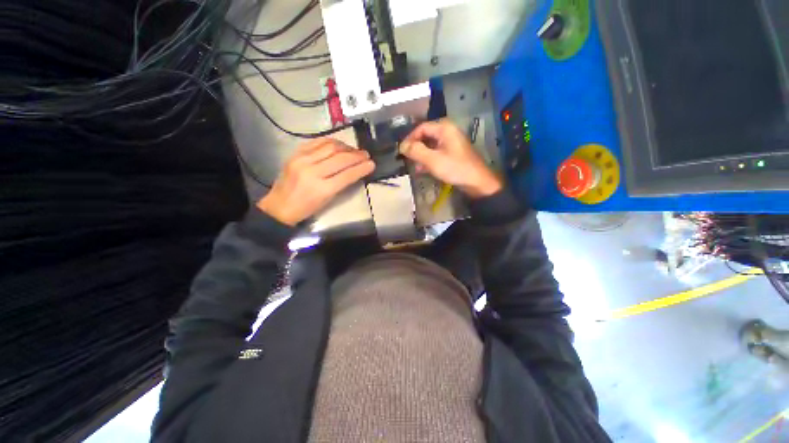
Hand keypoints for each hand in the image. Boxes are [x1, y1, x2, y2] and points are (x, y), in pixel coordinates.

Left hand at [257, 138, 374, 225]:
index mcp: (322, 189)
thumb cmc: (306, 208)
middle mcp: (312, 171)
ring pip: (330, 146)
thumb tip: (356, 170)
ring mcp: (302, 160)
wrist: (279, 206)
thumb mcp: (328, 200)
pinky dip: (331, 141)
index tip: (372, 163)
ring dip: (345, 147)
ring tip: (353, 150)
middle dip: (357, 155)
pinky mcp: (295, 153)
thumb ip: (342, 184)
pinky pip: (317, 142)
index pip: (347, 174)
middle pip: (340, 158)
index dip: (362, 168)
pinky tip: (338, 145)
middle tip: (365, 155)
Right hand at [400, 120, 501, 198]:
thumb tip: (402, 146)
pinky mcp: (452, 153)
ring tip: (413, 166)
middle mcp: (448, 132)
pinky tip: (422, 169)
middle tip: (406, 158)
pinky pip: (436, 152)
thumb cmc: (455, 168)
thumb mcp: (433, 160)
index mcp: (444, 128)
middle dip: (415, 147)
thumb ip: (416, 151)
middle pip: (426, 136)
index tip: (402, 151)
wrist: (477, 182)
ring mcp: (451, 143)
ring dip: (421, 155)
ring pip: (430, 145)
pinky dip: (428, 159)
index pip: (421, 128)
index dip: (410, 138)